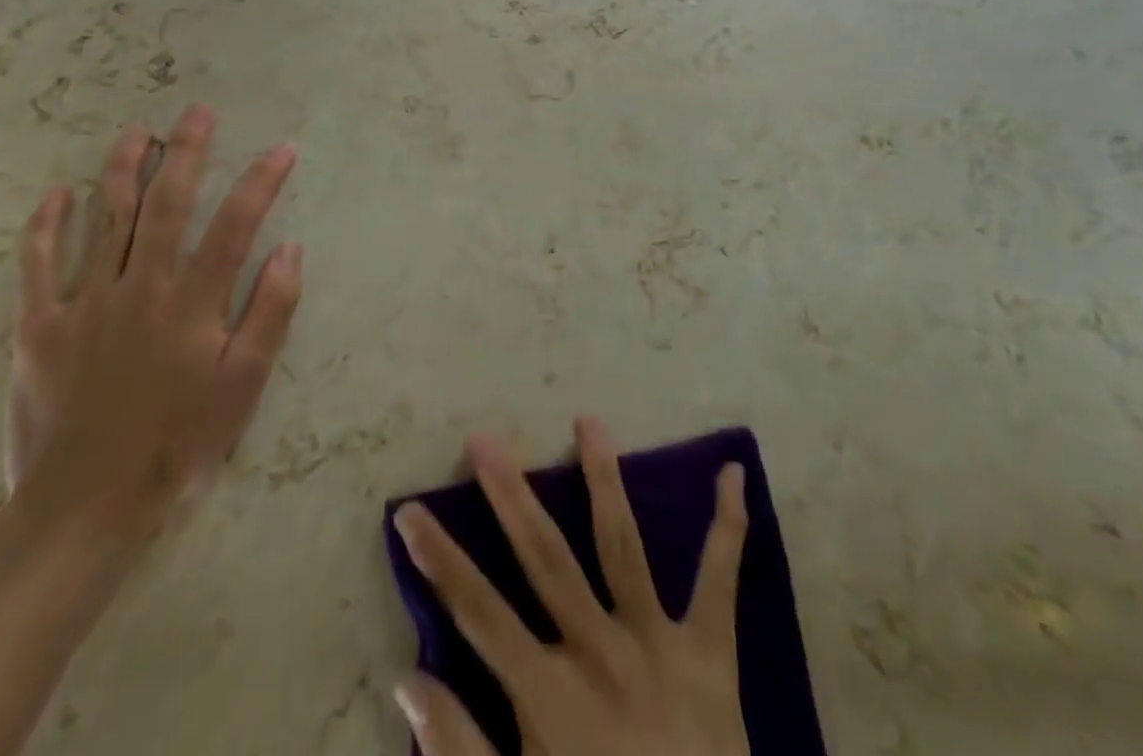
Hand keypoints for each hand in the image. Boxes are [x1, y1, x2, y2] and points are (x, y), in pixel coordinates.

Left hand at [4, 103, 301, 538]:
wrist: (83, 509)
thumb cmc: (177, 444)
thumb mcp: (244, 385)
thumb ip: (270, 313)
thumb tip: (290, 248)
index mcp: (191, 303)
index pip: (235, 224)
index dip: (261, 181)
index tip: (283, 148)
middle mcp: (139, 288)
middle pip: (166, 205)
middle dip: (187, 153)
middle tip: (199, 113)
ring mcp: (84, 304)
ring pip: (105, 220)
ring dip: (123, 170)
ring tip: (138, 133)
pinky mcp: (39, 327)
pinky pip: (37, 265)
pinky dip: (45, 226)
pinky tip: (56, 194)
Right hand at [392, 419, 750, 755]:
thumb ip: (460, 752)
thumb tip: (408, 681)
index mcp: (550, 695)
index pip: (478, 612)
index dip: (439, 560)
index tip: (409, 510)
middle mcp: (600, 651)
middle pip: (546, 558)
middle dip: (511, 496)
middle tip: (486, 439)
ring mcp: (658, 643)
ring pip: (623, 546)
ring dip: (604, 479)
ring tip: (589, 420)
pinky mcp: (711, 652)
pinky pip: (721, 581)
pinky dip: (729, 526)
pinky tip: (733, 474)